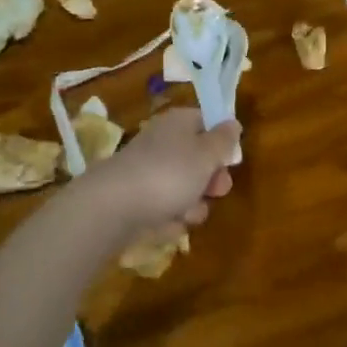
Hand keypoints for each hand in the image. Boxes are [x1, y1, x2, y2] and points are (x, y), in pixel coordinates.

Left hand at [85, 108, 238, 232]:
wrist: (114, 207)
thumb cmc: (169, 173)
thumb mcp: (207, 154)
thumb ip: (224, 140)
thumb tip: (232, 123)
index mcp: (178, 123)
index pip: (206, 122)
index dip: (222, 141)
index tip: (231, 159)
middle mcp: (162, 143)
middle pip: (198, 160)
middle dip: (211, 180)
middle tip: (216, 190)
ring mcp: (148, 172)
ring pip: (185, 188)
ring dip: (193, 204)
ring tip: (186, 212)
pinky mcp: (138, 200)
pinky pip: (166, 208)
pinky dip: (171, 218)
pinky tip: (166, 224)